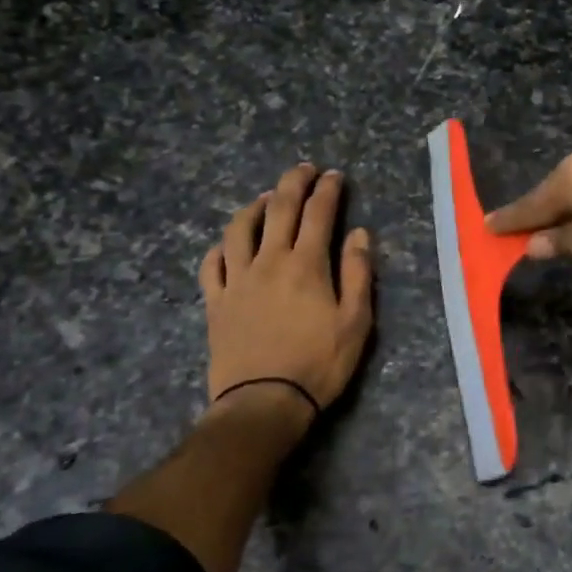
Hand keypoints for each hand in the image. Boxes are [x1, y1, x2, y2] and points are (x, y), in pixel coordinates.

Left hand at [201, 164, 374, 420]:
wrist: (263, 402)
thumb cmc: (318, 363)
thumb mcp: (356, 321)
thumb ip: (357, 272)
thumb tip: (359, 233)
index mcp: (306, 264)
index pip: (318, 213)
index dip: (328, 190)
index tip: (334, 175)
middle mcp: (269, 261)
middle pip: (278, 209)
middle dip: (293, 183)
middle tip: (303, 169)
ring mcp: (237, 280)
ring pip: (239, 228)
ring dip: (254, 205)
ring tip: (265, 197)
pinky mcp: (216, 301)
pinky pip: (212, 264)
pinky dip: (221, 246)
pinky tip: (228, 243)